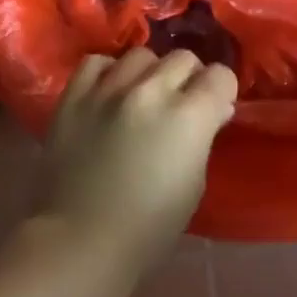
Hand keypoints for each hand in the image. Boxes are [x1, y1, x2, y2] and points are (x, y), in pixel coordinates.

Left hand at [41, 48, 238, 289]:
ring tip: (141, 97)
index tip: (215, 108)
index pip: (220, 76)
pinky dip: (108, 73)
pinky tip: (109, 93)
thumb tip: (213, 110)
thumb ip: (204, 136)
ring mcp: (108, 89)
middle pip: (183, 58)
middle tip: (180, 105)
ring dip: (149, 73)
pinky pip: (97, 62)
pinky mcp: (74, 96)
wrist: (80, 240)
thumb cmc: (149, 227)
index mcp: (188, 116)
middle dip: (189, 79)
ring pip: (141, 55)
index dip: (222, 91)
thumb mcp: (194, 184)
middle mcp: (150, 91)